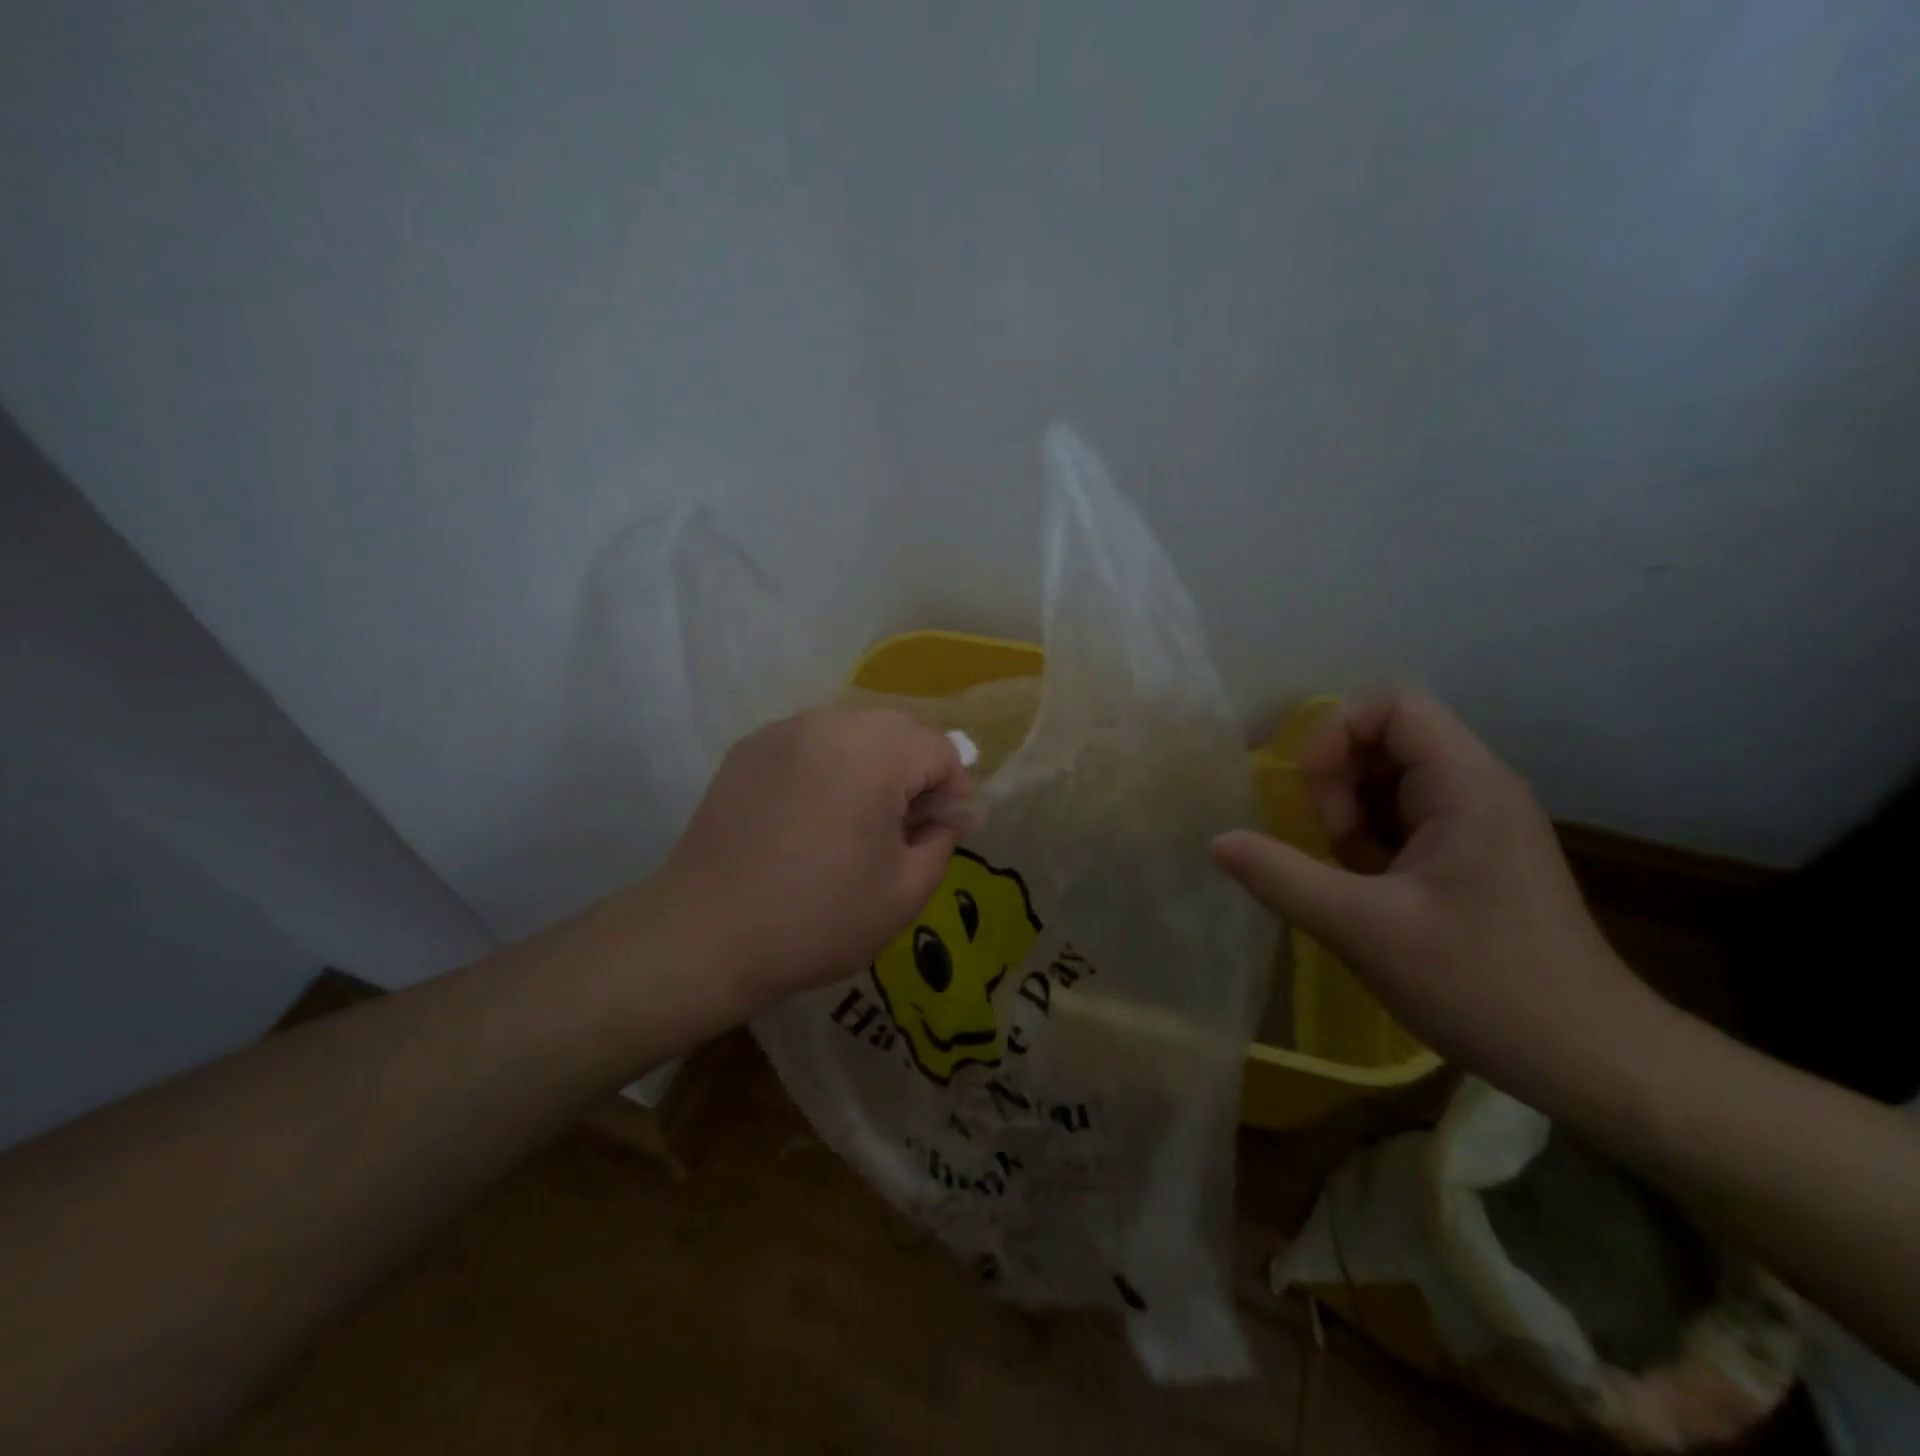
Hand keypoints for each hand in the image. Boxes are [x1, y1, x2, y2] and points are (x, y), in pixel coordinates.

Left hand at [658, 708, 973, 1014]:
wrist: (705, 935)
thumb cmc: (817, 919)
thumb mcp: (905, 892)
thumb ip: (942, 840)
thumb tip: (947, 815)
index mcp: (874, 753)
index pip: (940, 749)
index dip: (954, 790)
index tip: (945, 832)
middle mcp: (828, 725)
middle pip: (898, 730)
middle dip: (917, 771)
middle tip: (909, 825)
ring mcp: (782, 732)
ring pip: (853, 731)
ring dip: (874, 765)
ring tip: (861, 819)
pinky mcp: (749, 749)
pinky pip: (811, 743)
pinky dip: (829, 766)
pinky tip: (814, 815)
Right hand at [1210, 694, 1659, 1114]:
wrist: (1593, 1061)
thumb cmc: (1484, 985)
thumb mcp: (1364, 929)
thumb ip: (1282, 877)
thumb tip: (1217, 841)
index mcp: (1467, 787)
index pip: (1394, 707)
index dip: (1336, 733)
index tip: (1309, 792)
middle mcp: (1478, 790)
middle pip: (1386, 742)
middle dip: (1338, 785)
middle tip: (1328, 846)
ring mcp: (1479, 825)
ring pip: (1390, 785)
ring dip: (1351, 820)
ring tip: (1349, 878)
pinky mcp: (1475, 858)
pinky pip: (1406, 823)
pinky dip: (1372, 846)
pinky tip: (1370, 896)